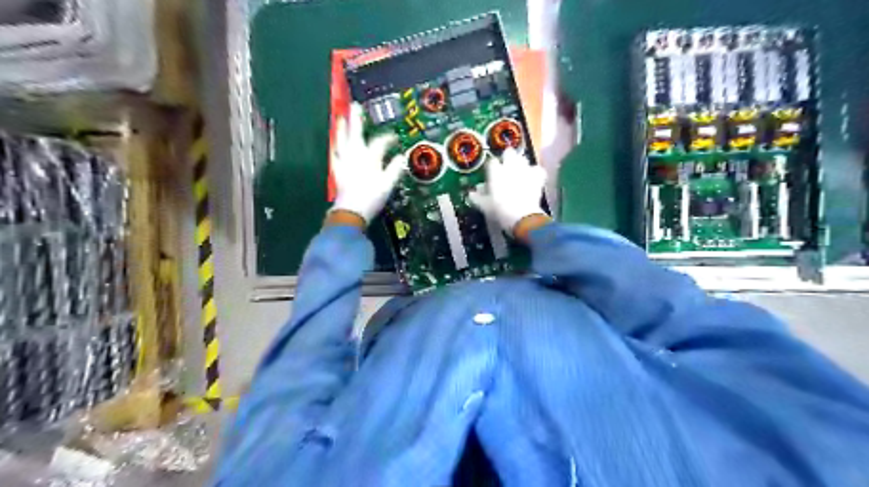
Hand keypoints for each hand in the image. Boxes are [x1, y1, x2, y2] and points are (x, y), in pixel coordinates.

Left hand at [330, 102, 407, 224]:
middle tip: (355, 106)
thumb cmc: (371, 197)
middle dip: (356, 120)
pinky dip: (335, 147)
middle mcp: (356, 155)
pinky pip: (335, 154)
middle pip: (356, 133)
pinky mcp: (337, 170)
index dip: (388, 138)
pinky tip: (334, 144)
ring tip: (341, 118)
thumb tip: (401, 157)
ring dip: (342, 129)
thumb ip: (394, 169)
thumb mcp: (388, 185)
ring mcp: (344, 162)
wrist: (351, 211)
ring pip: (342, 141)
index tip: (394, 137)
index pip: (380, 142)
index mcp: (370, 158)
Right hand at [468, 148, 547, 239]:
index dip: (491, 167)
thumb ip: (477, 197)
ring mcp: (525, 170)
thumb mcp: (484, 206)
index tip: (490, 174)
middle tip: (506, 168)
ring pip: (523, 158)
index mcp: (495, 171)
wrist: (521, 216)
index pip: (492, 162)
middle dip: (507, 158)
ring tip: (519, 173)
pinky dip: (535, 173)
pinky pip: (537, 169)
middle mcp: (510, 166)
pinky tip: (533, 179)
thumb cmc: (499, 210)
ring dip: (521, 164)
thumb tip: (471, 193)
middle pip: (509, 152)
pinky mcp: (537, 177)